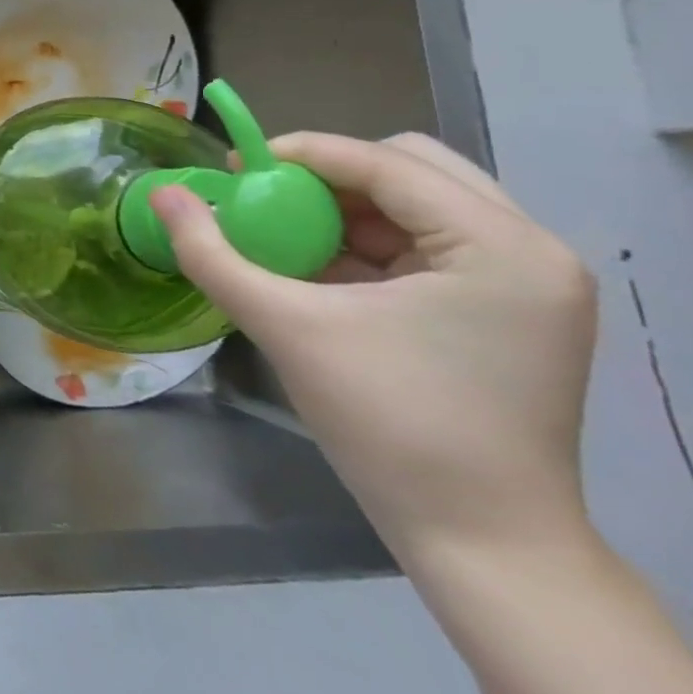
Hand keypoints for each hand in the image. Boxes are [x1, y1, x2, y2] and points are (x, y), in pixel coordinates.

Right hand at [150, 132, 596, 561]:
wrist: (479, 540)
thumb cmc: (389, 424)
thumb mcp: (286, 326)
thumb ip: (212, 253)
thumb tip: (161, 193)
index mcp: (501, 247)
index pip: (389, 163)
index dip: (303, 153)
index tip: (235, 168)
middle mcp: (531, 250)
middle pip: (415, 169)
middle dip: (330, 176)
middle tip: (267, 199)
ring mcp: (527, 283)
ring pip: (421, 204)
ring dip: (346, 208)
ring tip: (285, 233)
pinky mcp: (509, 311)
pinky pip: (427, 245)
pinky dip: (367, 243)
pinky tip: (318, 267)